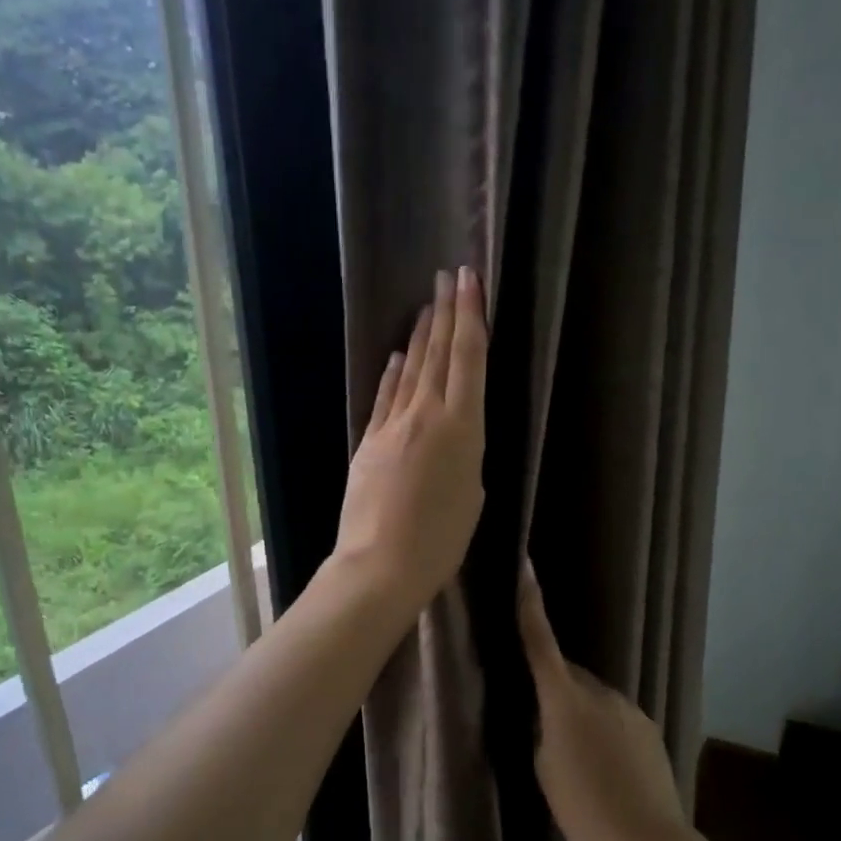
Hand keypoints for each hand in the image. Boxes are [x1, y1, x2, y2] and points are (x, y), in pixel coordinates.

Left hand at [329, 267, 487, 616]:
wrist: (379, 564)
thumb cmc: (440, 541)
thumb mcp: (472, 497)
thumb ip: (466, 457)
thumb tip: (454, 438)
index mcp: (462, 428)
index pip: (468, 359)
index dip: (470, 316)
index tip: (468, 280)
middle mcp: (426, 415)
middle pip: (438, 354)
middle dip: (445, 312)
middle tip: (448, 276)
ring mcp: (392, 426)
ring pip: (410, 371)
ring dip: (420, 336)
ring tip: (427, 306)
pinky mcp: (369, 442)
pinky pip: (385, 397)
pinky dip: (393, 374)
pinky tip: (397, 356)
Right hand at [519, 562, 689, 840]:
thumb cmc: (583, 808)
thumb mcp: (544, 766)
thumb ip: (543, 728)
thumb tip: (549, 712)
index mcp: (566, 699)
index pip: (540, 642)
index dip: (530, 604)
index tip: (525, 566)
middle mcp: (601, 692)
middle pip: (569, 675)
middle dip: (555, 688)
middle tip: (544, 724)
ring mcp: (630, 708)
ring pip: (594, 698)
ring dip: (582, 713)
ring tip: (579, 758)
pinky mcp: (650, 727)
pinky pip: (617, 717)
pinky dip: (605, 730)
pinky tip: (606, 768)